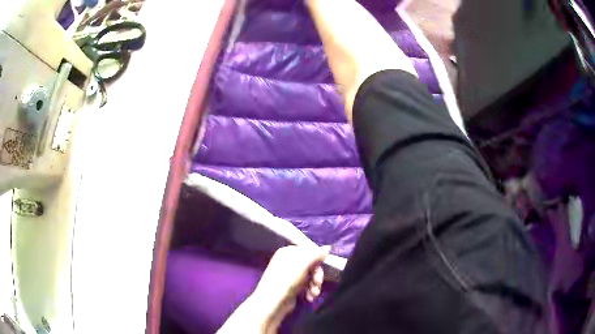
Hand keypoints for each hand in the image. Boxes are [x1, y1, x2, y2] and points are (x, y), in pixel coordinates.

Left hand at [217, 245, 329, 333]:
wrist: (273, 302)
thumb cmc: (287, 279)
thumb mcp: (303, 264)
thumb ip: (316, 254)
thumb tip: (328, 247)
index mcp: (288, 252)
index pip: (308, 251)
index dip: (316, 259)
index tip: (322, 267)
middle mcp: (288, 262)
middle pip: (311, 265)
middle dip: (317, 275)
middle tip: (318, 283)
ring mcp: (289, 275)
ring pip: (310, 276)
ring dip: (315, 285)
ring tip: (314, 293)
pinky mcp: (292, 287)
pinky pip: (306, 285)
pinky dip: (310, 291)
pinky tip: (310, 297)